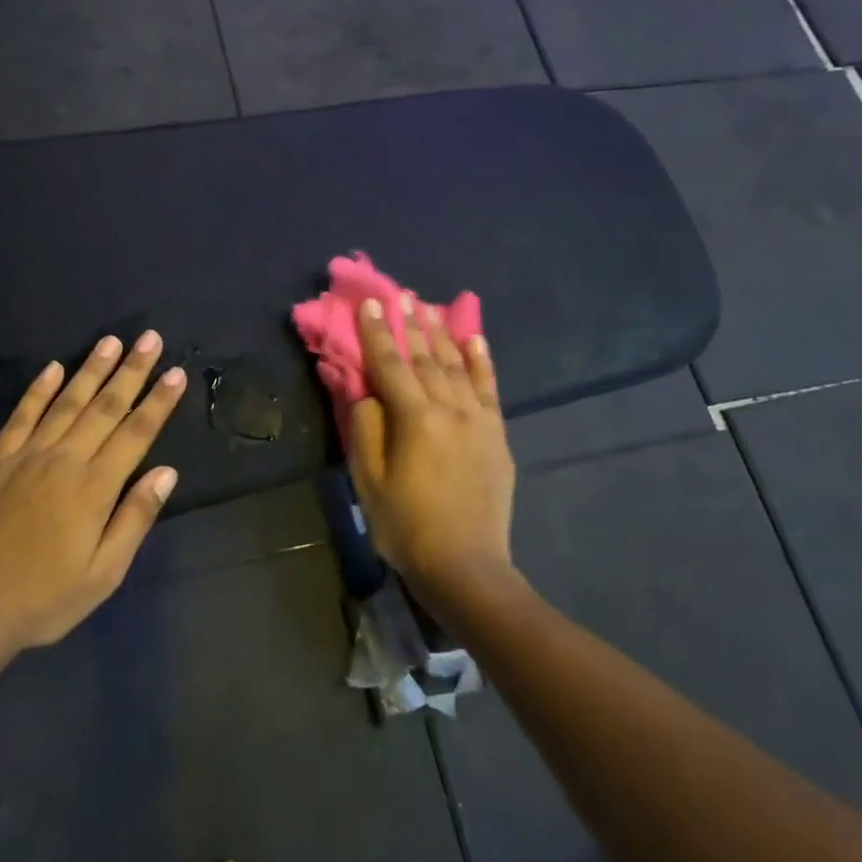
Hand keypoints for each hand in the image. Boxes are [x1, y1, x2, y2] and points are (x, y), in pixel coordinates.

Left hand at [0, 331, 187, 652]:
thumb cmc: (44, 599)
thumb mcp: (103, 573)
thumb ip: (134, 518)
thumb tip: (166, 473)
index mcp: (94, 488)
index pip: (136, 433)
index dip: (158, 401)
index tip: (175, 372)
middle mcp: (63, 461)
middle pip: (105, 407)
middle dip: (131, 371)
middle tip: (150, 339)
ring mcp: (25, 456)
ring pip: (65, 402)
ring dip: (90, 370)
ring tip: (110, 341)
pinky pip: (20, 416)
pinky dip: (38, 390)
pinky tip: (52, 368)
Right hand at [347, 296, 514, 595]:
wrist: (466, 566)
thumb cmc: (405, 525)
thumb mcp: (369, 480)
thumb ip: (365, 428)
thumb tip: (364, 388)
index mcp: (414, 418)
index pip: (390, 364)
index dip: (377, 332)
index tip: (368, 302)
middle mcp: (449, 408)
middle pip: (426, 357)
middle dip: (410, 324)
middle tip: (401, 295)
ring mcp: (478, 420)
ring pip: (457, 366)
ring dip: (441, 334)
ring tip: (429, 308)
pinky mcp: (496, 435)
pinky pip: (489, 388)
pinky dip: (482, 361)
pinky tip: (475, 339)